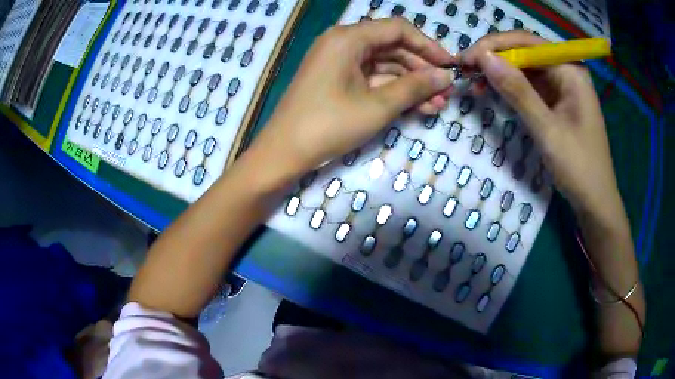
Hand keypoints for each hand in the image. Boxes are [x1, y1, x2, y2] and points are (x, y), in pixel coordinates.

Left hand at [247, 18, 455, 177]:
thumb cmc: (328, 125)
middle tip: (446, 92)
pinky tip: (417, 107)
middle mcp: (343, 43)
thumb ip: (415, 87)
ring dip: (411, 84)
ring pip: (384, 65)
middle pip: (392, 47)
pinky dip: (393, 91)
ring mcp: (339, 62)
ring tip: (437, 105)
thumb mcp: (378, 105)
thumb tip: (445, 76)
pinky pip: (372, 78)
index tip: (450, 65)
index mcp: (348, 38)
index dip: (428, 46)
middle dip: (422, 70)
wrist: (284, 152)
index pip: (398, 29)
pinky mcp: (337, 79)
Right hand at [462, 31, 621, 218]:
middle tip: (465, 71)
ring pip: (525, 68)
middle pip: (524, 51)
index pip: (526, 42)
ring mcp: (562, 86)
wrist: (595, 200)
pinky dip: (510, 87)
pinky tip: (493, 91)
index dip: (494, 45)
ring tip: (474, 82)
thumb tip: (483, 57)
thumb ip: (517, 90)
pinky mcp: (556, 101)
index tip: (466, 59)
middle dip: (494, 58)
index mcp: (570, 69)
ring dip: (499, 72)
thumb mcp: (547, 129)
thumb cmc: (578, 166)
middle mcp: (565, 70)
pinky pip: (530, 85)